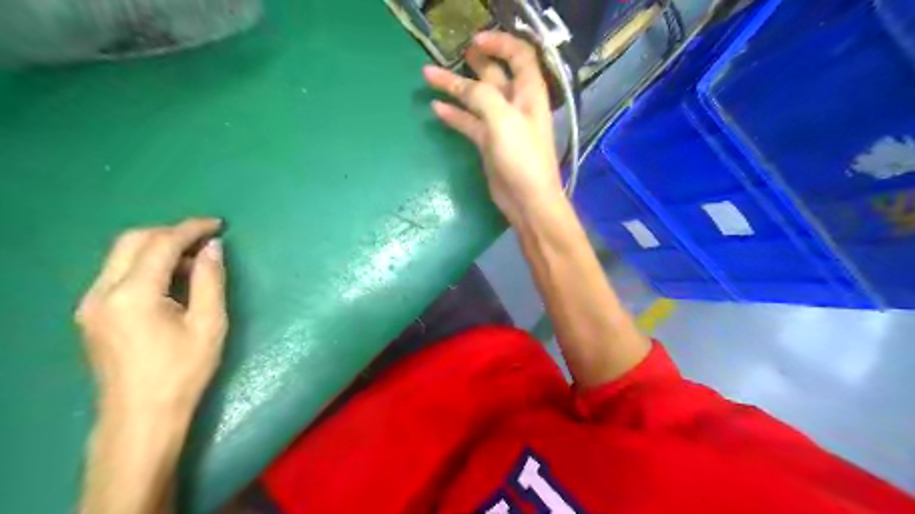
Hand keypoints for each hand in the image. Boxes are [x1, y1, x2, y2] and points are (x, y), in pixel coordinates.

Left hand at [76, 217, 228, 418]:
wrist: (142, 416)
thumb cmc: (183, 371)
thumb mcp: (209, 324)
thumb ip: (210, 280)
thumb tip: (213, 247)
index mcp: (133, 295)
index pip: (160, 244)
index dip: (191, 229)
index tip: (218, 225)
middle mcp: (102, 293)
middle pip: (132, 241)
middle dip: (171, 233)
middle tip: (205, 241)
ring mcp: (91, 304)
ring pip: (121, 256)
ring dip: (158, 249)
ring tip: (194, 262)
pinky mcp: (92, 315)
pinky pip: (118, 274)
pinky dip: (146, 265)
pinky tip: (172, 281)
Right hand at [424, 30, 565, 223]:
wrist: (527, 199)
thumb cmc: (522, 157)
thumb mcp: (503, 120)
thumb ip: (481, 96)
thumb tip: (461, 86)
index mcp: (528, 92)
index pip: (519, 55)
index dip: (499, 43)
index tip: (474, 42)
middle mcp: (516, 104)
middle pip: (494, 75)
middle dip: (473, 63)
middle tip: (449, 54)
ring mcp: (501, 125)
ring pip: (476, 99)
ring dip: (455, 88)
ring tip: (429, 76)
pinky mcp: (489, 143)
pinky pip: (469, 123)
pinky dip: (455, 115)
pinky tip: (437, 108)